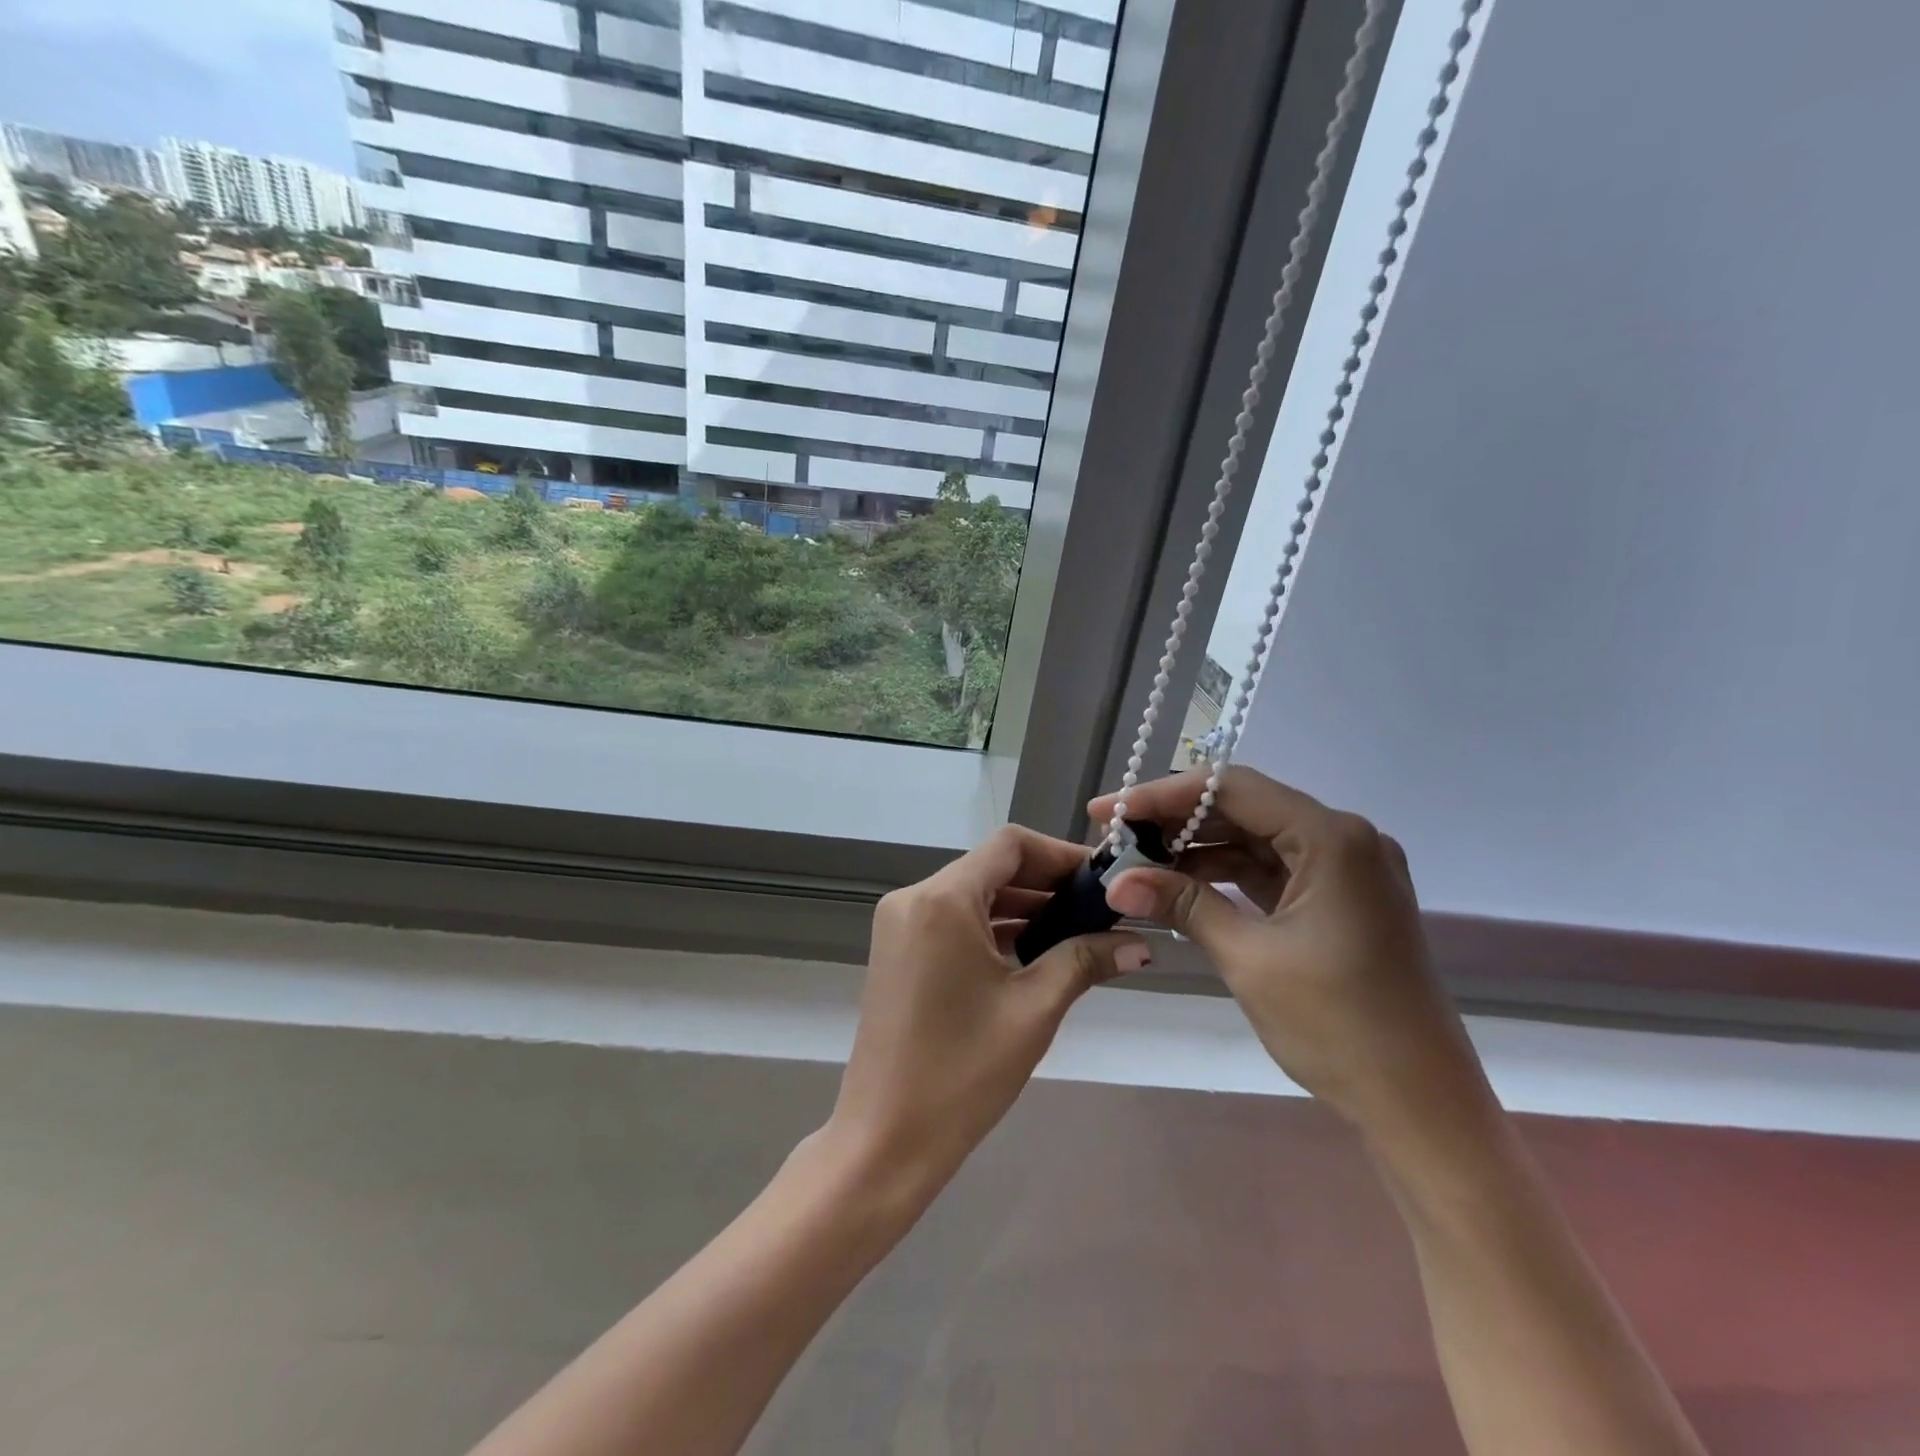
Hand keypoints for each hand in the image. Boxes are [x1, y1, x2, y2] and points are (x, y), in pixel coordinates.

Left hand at [827, 825, 1150, 1196]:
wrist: (885, 1138)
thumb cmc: (962, 1072)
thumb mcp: (1033, 1009)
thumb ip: (1084, 961)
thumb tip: (1140, 944)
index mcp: (942, 899)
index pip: (1010, 845)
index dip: (1060, 855)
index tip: (1102, 881)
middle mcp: (913, 897)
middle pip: (991, 866)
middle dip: (1046, 883)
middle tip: (1099, 910)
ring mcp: (899, 924)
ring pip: (972, 893)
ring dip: (1022, 906)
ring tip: (1076, 931)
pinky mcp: (897, 950)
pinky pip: (952, 919)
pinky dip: (992, 926)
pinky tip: (1033, 951)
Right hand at [1090, 767, 1492, 1146]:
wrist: (1420, 1106)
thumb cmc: (1338, 1026)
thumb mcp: (1248, 957)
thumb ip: (1182, 905)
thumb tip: (1115, 880)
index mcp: (1331, 838)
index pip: (1231, 789)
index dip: (1161, 795)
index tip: (1107, 811)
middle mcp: (1345, 838)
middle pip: (1244, 807)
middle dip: (1175, 821)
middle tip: (1115, 838)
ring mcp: (1346, 870)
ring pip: (1255, 838)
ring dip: (1197, 848)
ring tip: (1138, 863)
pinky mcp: (1340, 900)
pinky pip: (1272, 869)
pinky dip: (1226, 874)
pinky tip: (1181, 885)